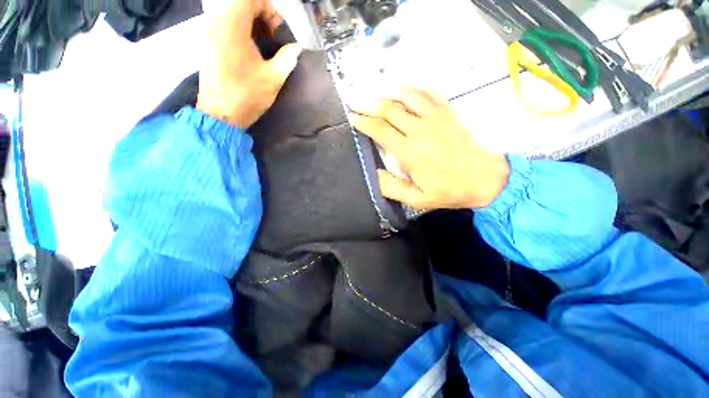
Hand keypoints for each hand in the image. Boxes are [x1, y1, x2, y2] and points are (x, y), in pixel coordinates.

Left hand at [197, 0, 301, 128]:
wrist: (221, 114)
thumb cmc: (247, 95)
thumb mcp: (274, 77)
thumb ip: (287, 58)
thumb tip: (295, 48)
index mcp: (233, 24)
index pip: (252, 0)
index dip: (270, 11)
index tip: (279, 32)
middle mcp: (216, 21)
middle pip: (241, 5)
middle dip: (261, 18)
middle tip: (273, 40)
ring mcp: (208, 33)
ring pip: (231, 15)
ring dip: (250, 26)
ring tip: (263, 47)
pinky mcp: (206, 45)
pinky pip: (224, 27)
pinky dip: (239, 33)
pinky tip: (249, 53)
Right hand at [350, 88, 509, 209]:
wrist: (484, 179)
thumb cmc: (448, 190)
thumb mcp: (417, 199)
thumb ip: (392, 187)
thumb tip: (373, 173)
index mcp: (410, 152)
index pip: (380, 130)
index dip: (364, 122)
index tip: (352, 118)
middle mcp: (420, 130)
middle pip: (389, 110)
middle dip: (369, 105)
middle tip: (355, 101)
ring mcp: (435, 118)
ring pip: (407, 97)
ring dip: (388, 92)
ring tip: (375, 91)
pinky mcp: (448, 113)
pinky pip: (428, 94)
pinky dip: (413, 89)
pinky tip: (404, 88)